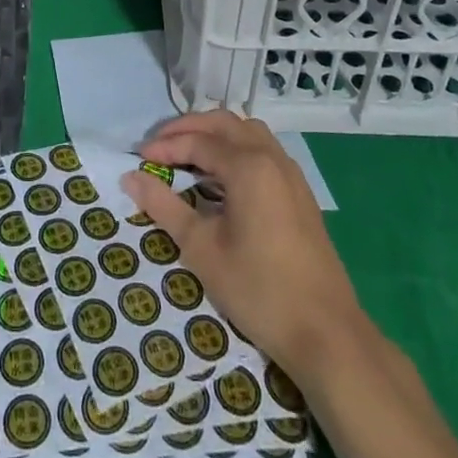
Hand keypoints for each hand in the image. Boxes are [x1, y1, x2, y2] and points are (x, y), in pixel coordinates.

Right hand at [122, 111, 362, 382]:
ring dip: (214, 134)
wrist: (326, 333)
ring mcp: (290, 172)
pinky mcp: (299, 192)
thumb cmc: (258, 290)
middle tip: (158, 146)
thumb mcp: (202, 249)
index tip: (138, 158)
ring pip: (246, 131)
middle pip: (222, 124)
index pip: (197, 141)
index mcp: (248, 165)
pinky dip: (235, 148)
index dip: (165, 147)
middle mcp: (271, 157)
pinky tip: (222, 176)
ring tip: (187, 154)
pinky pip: (262, 149)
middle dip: (187, 129)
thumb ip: (164, 207)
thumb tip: (131, 177)